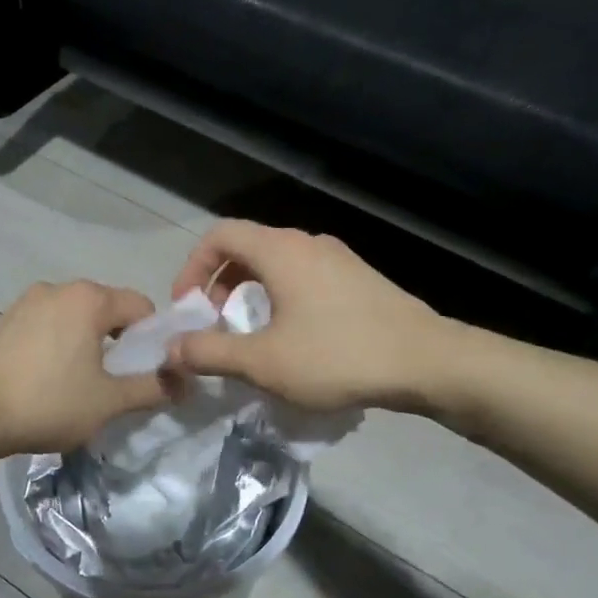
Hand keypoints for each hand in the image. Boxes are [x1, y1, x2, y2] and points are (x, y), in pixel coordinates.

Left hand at [0, 281, 168, 454]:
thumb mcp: (109, 401)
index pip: (142, 306)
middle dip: (121, 341)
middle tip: (116, 381)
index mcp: (89, 298)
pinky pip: (49, 325)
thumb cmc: (48, 403)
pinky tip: (50, 378)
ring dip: (89, 343)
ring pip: (76, 317)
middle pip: (108, 308)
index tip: (147, 372)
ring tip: (81, 383)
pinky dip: (60, 344)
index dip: (154, 339)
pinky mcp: (5, 319)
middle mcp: (59, 288)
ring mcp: (27, 301)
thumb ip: (152, 387)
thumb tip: (185, 383)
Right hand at [166, 221, 452, 411]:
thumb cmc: (337, 356)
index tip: (188, 307)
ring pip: (277, 265)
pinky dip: (281, 298)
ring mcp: (338, 259)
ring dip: (251, 293)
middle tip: (216, 324)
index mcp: (280, 251)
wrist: (426, 361)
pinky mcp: (359, 279)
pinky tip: (293, 339)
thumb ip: (210, 353)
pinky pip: (304, 277)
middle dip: (220, 283)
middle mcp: (308, 243)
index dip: (192, 267)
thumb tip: (171, 349)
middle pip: (247, 247)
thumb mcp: (263, 362)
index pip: (219, 234)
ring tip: (251, 335)